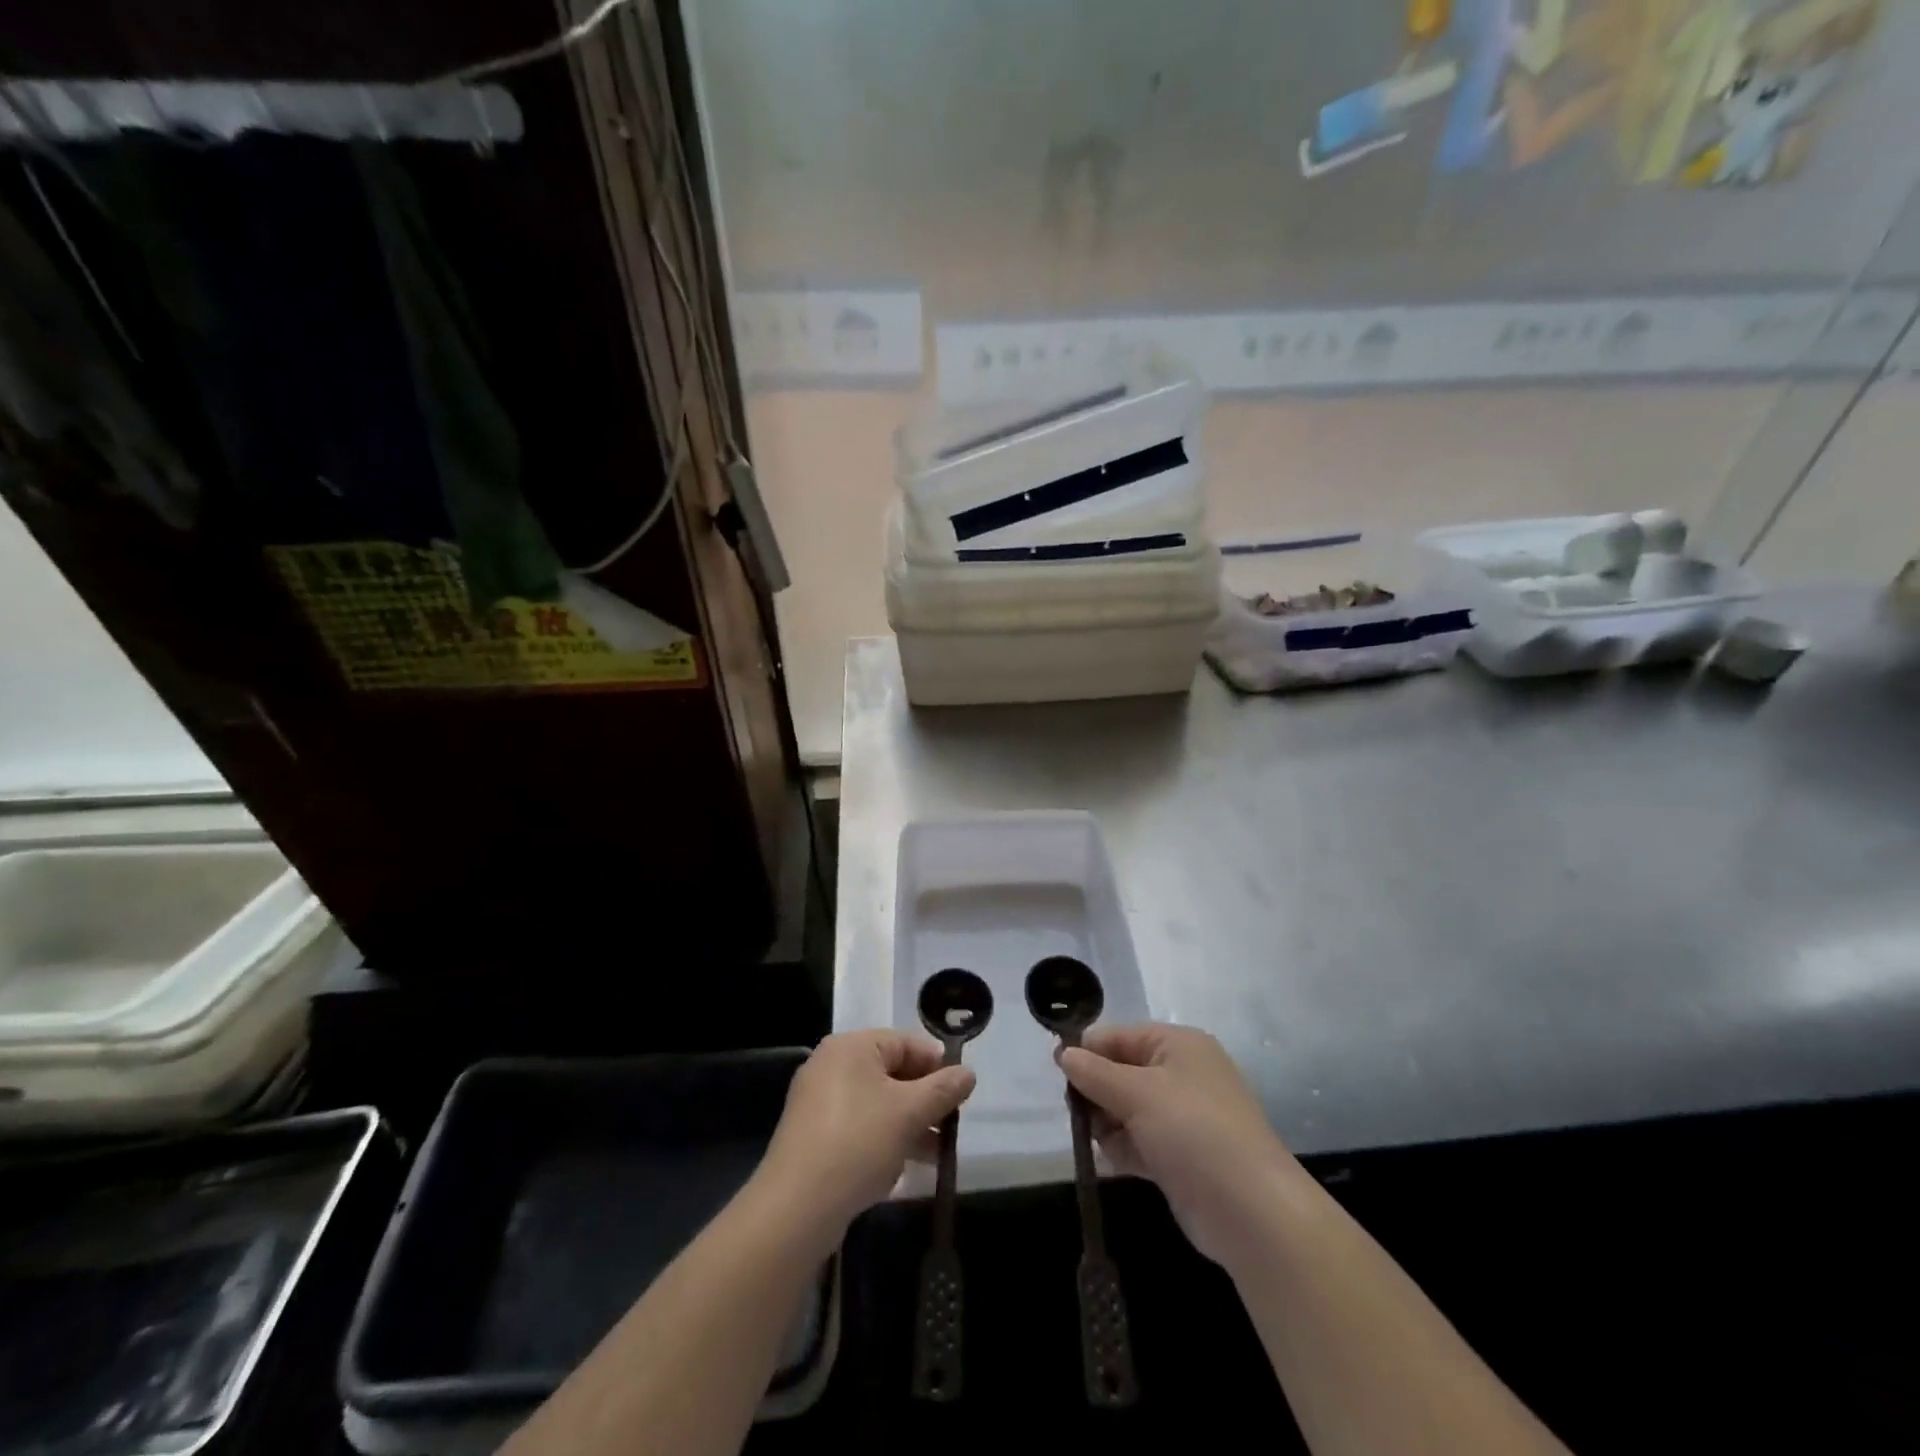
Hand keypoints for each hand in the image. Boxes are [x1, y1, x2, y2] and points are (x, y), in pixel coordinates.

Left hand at [756, 1030, 975, 1243]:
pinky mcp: (813, 1136)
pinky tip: (904, 1166)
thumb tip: (968, 1073)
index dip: (937, 1064)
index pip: (905, 1042)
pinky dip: (884, 1138)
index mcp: (850, 1047)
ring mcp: (818, 1102)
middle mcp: (831, 1065)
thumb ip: (943, 1089)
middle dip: (924, 1099)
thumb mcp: (910, 1112)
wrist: (797, 1207)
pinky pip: (859, 1126)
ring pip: (877, 1103)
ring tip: (938, 1152)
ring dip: (909, 1123)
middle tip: (951, 1124)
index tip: (961, 1092)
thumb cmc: (858, 1143)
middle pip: (891, 1072)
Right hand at [1059, 1023, 1294, 1266]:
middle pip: (1120, 1071)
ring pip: (1125, 1108)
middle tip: (1078, 1112)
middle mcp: (1181, 1074)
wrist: (1251, 1212)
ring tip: (1102, 1140)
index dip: (1088, 1050)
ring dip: (1107, 1123)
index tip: (1057, 1071)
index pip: (1120, 1036)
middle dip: (1096, 1090)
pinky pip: (1138, 1140)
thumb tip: (1064, 1054)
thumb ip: (1095, 1072)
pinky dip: (1123, 1147)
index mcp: (1178, 1045)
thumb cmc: (1193, 1132)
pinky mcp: (1180, 1156)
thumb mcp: (1137, 1093)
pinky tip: (1114, 1160)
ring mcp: (1182, 1117)